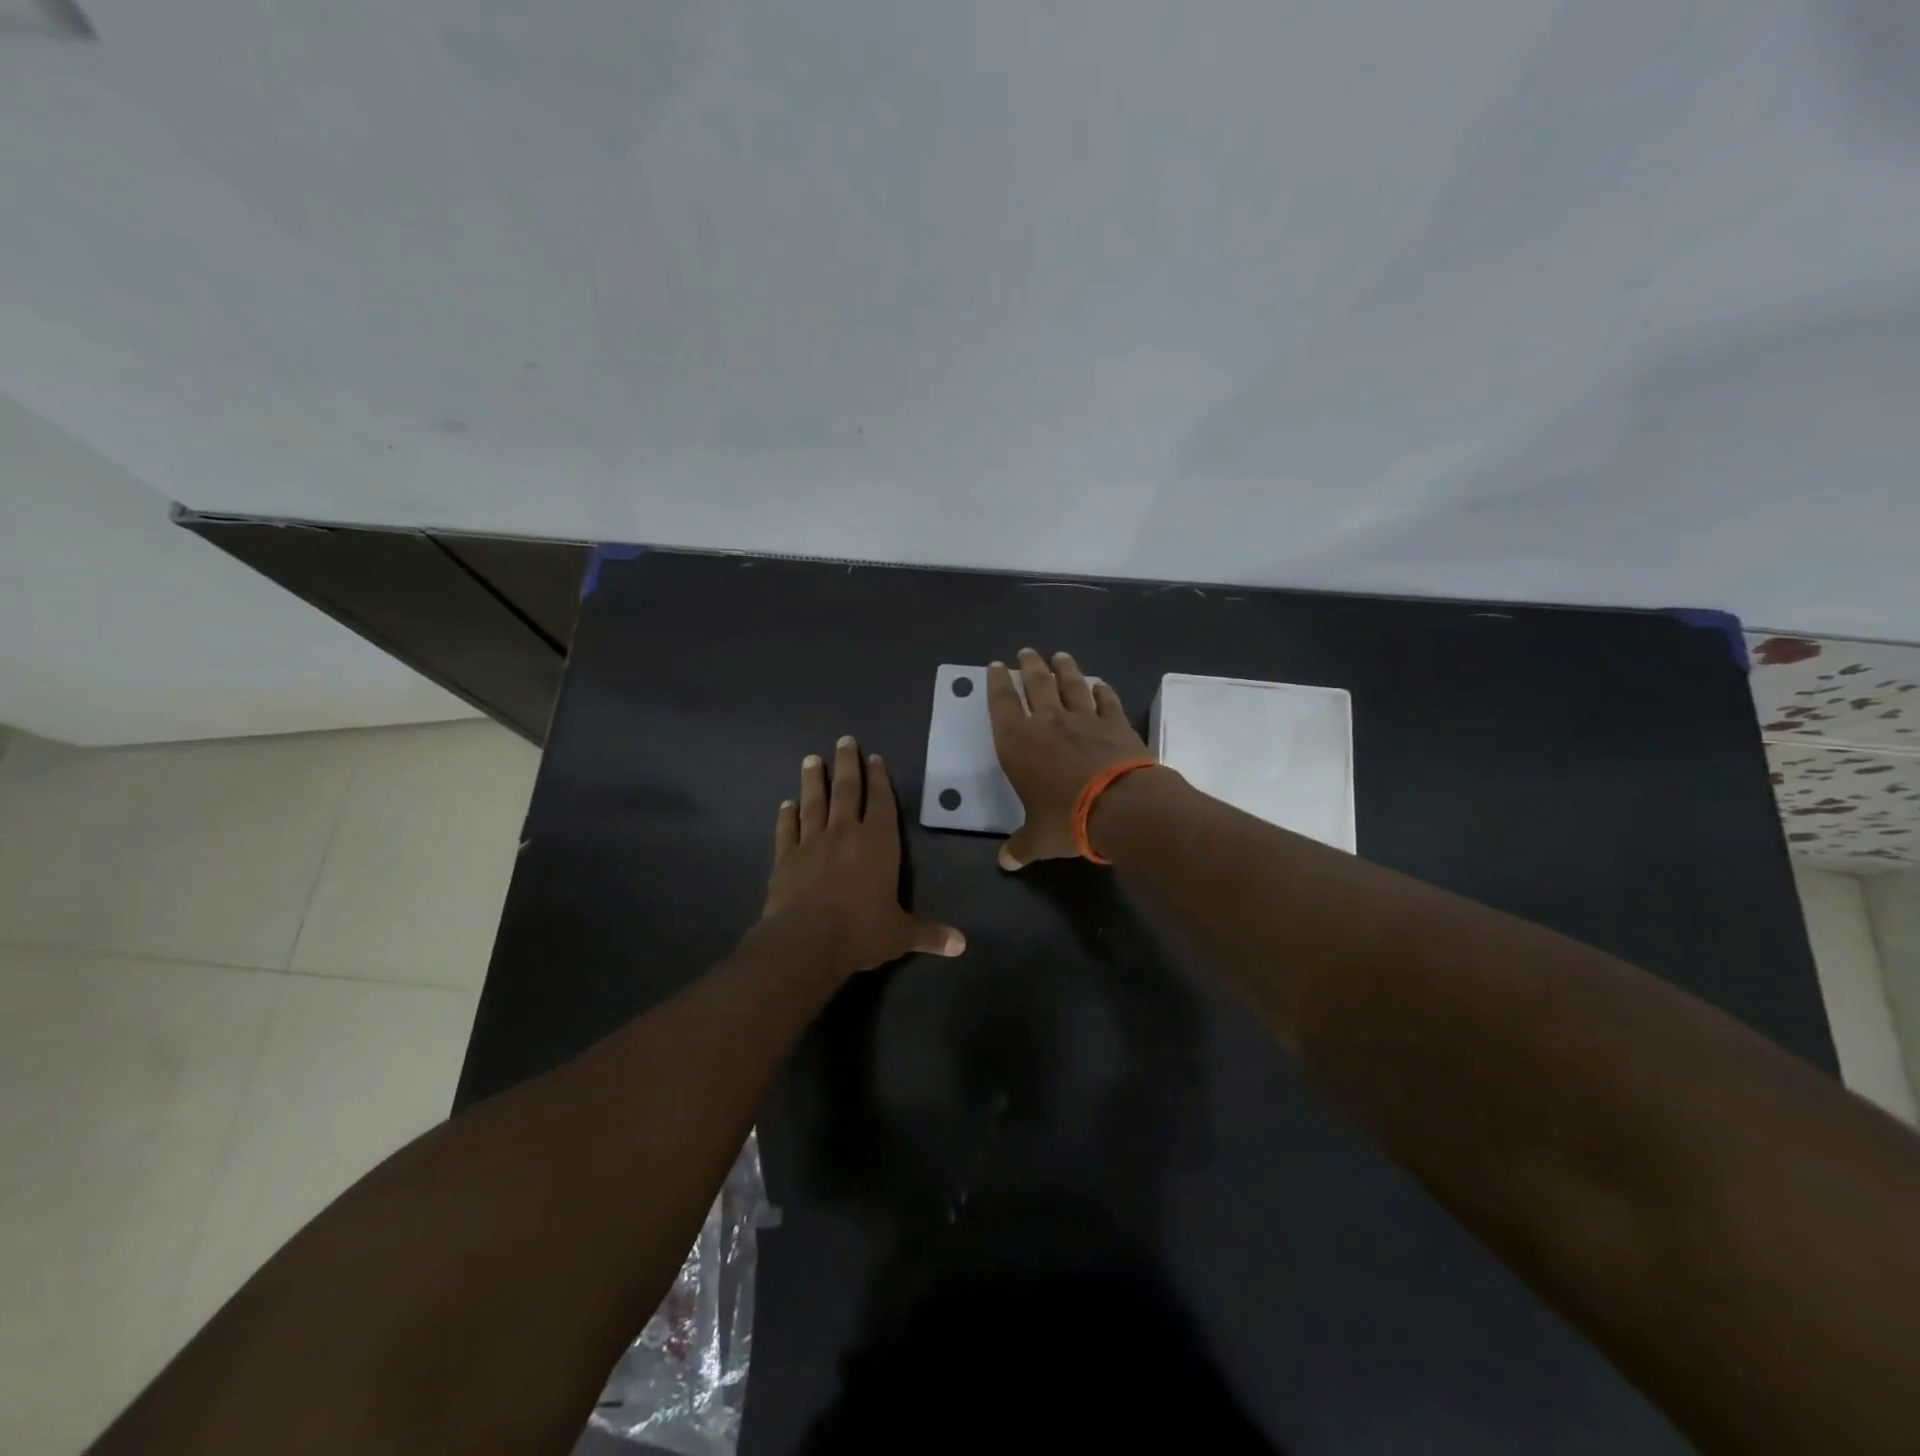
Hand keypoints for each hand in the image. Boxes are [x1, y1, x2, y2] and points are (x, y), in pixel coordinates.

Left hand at [760, 735, 964, 976]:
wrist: (805, 942)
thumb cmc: (861, 931)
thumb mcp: (900, 934)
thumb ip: (929, 934)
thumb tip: (962, 945)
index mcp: (878, 843)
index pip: (881, 802)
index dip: (879, 779)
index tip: (873, 757)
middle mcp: (845, 833)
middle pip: (846, 790)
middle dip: (846, 764)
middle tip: (843, 740)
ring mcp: (812, 843)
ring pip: (813, 803)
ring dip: (812, 781)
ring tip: (810, 759)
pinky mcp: (785, 858)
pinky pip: (787, 830)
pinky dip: (786, 816)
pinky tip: (786, 804)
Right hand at [986, 648, 1152, 869]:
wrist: (1120, 806)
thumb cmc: (1066, 819)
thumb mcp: (1038, 839)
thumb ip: (1021, 846)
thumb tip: (1006, 863)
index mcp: (1018, 742)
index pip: (1002, 704)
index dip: (996, 684)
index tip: (995, 667)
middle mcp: (1048, 722)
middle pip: (1036, 683)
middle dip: (1029, 666)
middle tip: (1026, 652)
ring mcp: (1085, 719)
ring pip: (1072, 684)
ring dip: (1065, 669)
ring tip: (1060, 656)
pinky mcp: (1116, 724)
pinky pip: (1107, 701)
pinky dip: (1103, 691)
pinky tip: (1100, 684)